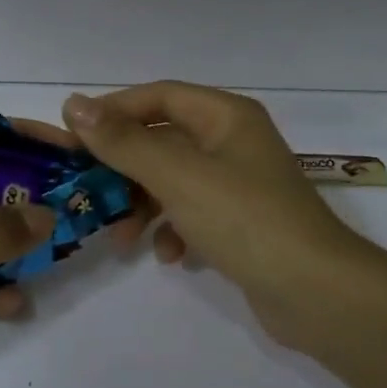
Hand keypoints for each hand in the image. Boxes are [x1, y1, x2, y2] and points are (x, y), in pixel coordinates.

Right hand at [63, 82, 375, 352]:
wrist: (315, 291)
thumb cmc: (244, 219)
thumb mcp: (177, 175)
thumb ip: (124, 141)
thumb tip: (74, 103)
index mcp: (226, 116)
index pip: (159, 96)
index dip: (113, 111)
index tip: (71, 137)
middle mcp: (234, 142)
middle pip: (164, 140)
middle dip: (124, 167)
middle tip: (88, 192)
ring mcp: (240, 184)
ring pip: (174, 181)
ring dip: (143, 205)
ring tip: (121, 238)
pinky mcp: (242, 223)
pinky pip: (193, 214)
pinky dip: (174, 230)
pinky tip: (169, 256)